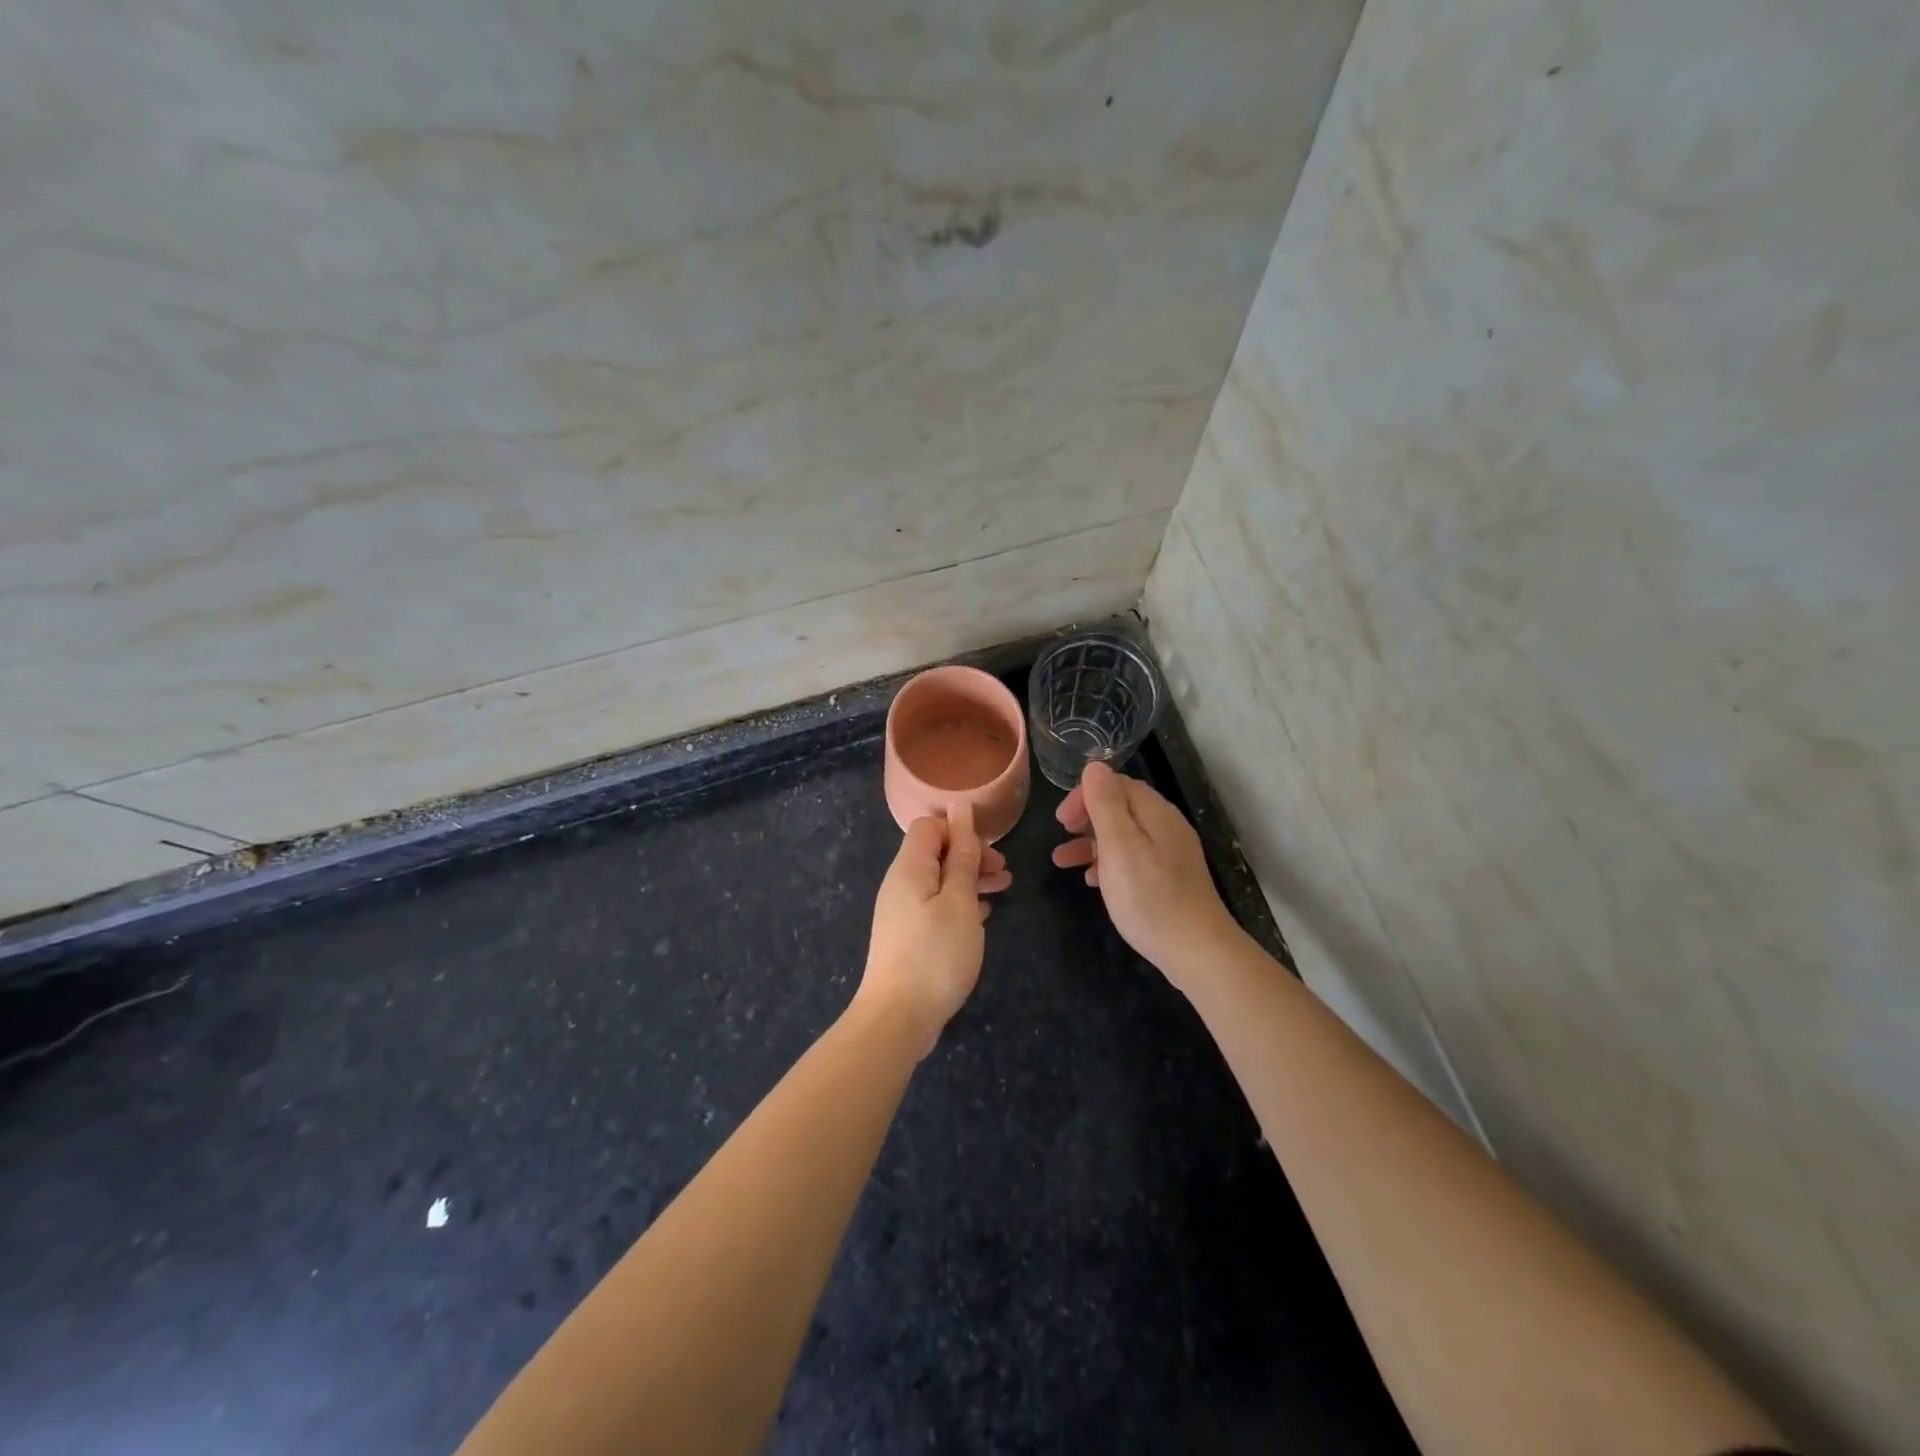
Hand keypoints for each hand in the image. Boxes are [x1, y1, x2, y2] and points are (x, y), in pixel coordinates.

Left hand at [857, 802, 1010, 1055]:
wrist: (898, 1018)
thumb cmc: (934, 954)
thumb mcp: (958, 901)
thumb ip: (961, 855)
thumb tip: (960, 809)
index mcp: (909, 868)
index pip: (929, 826)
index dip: (960, 830)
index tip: (988, 853)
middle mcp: (901, 884)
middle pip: (935, 853)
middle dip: (971, 856)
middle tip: (1004, 874)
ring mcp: (902, 912)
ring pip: (939, 881)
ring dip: (970, 880)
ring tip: (1003, 890)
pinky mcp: (908, 937)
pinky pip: (936, 905)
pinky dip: (960, 904)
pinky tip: (983, 915)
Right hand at [1052, 761, 1239, 988]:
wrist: (1197, 951)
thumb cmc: (1149, 897)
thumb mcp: (1119, 846)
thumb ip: (1105, 804)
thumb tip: (1094, 766)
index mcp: (1155, 813)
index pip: (1116, 784)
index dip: (1085, 795)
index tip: (1061, 820)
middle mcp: (1166, 826)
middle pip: (1121, 808)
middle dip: (1086, 818)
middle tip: (1060, 835)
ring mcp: (1171, 854)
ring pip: (1124, 836)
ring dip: (1091, 843)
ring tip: (1063, 862)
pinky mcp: (1170, 878)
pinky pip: (1134, 859)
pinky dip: (1109, 863)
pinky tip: (1094, 881)